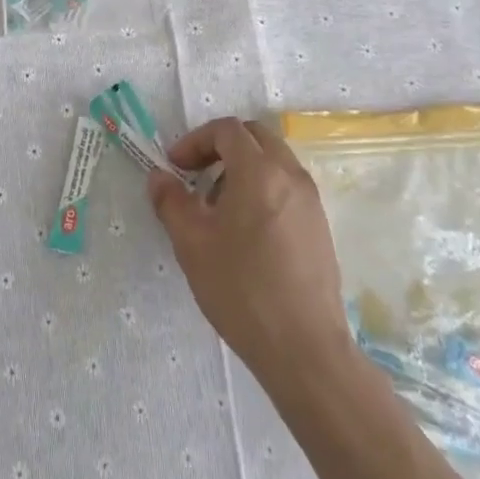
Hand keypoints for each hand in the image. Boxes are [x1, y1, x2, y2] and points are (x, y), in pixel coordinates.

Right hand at [148, 117, 352, 386]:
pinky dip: (263, 188)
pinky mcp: (320, 226)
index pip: (227, 130)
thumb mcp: (192, 243)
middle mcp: (291, 176)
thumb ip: (171, 201)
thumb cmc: (241, 289)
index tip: (176, 167)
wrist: (303, 348)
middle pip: (255, 137)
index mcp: (259, 171)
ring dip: (243, 167)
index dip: (195, 140)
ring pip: (274, 160)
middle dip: (221, 146)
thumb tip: (159, 177)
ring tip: (218, 206)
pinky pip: (287, 187)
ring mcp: (311, 201)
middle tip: (196, 174)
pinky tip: (246, 230)